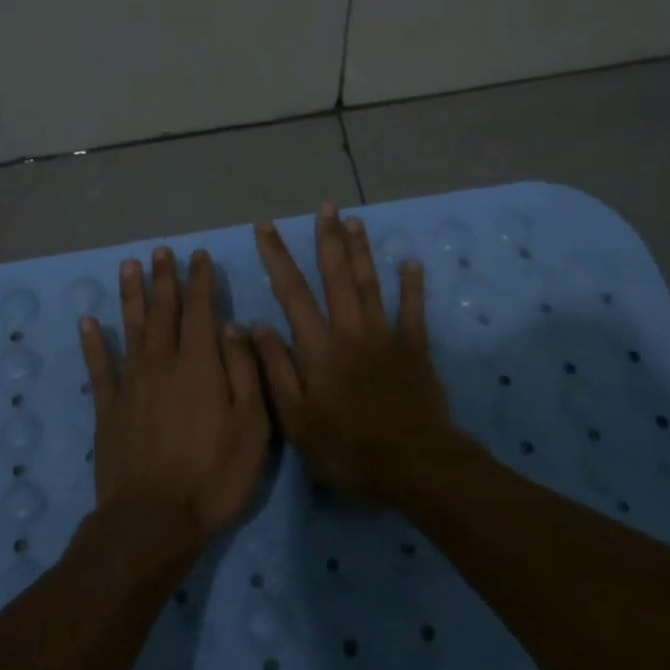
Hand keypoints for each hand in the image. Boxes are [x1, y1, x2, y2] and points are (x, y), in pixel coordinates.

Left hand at [79, 246, 270, 540]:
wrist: (153, 521)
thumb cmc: (214, 475)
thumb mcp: (252, 425)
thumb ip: (244, 371)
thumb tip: (234, 326)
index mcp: (200, 365)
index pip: (201, 311)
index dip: (200, 281)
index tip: (198, 256)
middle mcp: (162, 364)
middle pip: (163, 312)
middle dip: (164, 279)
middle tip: (161, 251)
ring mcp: (131, 385)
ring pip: (130, 329)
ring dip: (131, 296)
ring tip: (129, 266)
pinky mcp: (108, 409)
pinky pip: (98, 368)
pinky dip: (93, 343)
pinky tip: (88, 322)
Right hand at [252, 204, 461, 500]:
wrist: (412, 464)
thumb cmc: (347, 448)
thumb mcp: (296, 420)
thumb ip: (275, 370)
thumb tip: (253, 326)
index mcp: (319, 347)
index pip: (292, 293)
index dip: (277, 258)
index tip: (266, 228)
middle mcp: (351, 330)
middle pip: (337, 276)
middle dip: (328, 239)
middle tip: (326, 206)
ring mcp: (386, 336)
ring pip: (371, 284)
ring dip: (362, 251)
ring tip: (355, 220)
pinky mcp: (415, 349)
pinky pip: (414, 311)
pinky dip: (413, 286)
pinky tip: (411, 262)